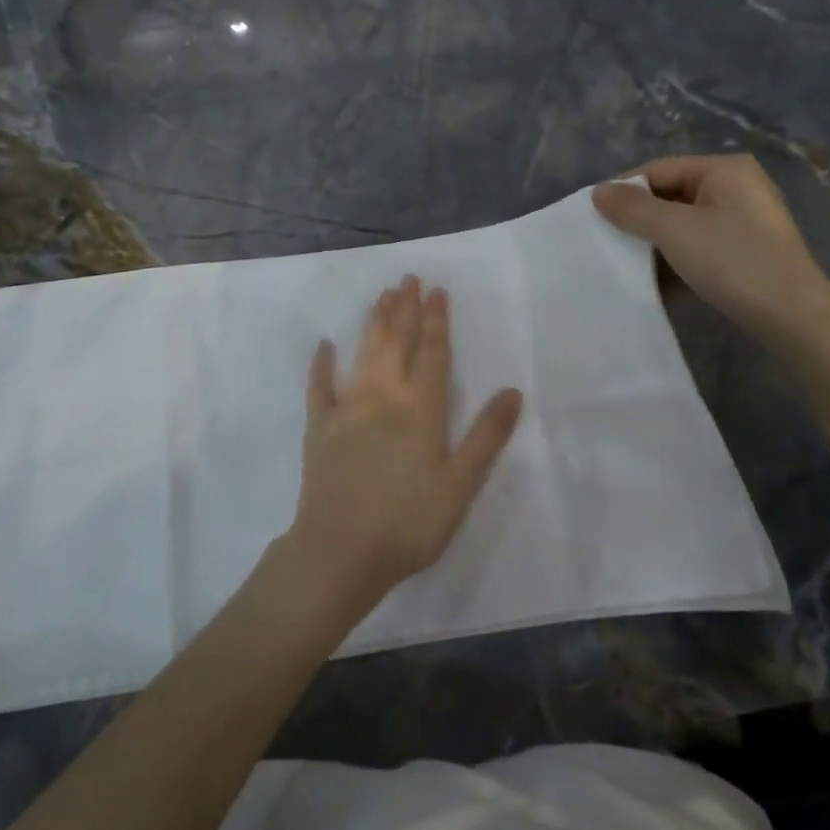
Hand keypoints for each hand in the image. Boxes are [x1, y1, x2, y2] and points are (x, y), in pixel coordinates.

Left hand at [287, 277, 523, 608]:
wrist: (340, 551)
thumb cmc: (408, 522)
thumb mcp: (460, 485)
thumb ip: (486, 436)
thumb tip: (511, 390)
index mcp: (419, 409)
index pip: (432, 353)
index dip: (437, 321)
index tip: (438, 291)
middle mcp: (382, 396)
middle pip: (396, 343)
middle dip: (405, 309)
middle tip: (409, 278)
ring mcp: (346, 408)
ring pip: (363, 353)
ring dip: (374, 322)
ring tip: (383, 295)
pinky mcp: (318, 427)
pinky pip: (319, 387)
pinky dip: (321, 364)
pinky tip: (324, 345)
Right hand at [592, 155, 829, 341]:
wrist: (792, 316)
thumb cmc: (732, 260)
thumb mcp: (674, 230)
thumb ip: (632, 209)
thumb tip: (598, 191)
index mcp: (723, 169)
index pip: (658, 170)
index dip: (624, 191)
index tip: (595, 218)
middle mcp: (737, 187)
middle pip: (671, 195)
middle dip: (639, 219)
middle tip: (607, 242)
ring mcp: (745, 220)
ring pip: (684, 223)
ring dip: (655, 242)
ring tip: (627, 264)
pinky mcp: (747, 250)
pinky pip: (700, 245)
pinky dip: (677, 258)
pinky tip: (657, 281)